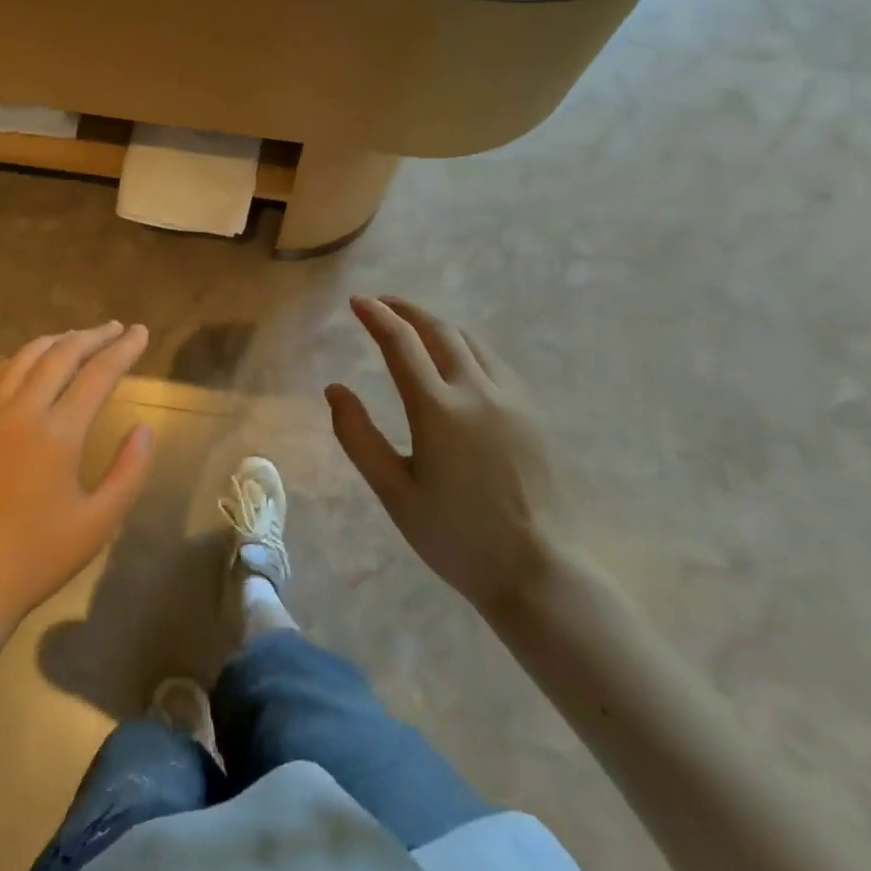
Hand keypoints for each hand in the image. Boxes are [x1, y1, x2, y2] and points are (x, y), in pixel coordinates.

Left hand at [0, 322, 153, 626]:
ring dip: (57, 341)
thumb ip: (129, 470)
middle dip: (92, 336)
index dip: (123, 349)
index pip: (98, 374)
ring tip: (79, 337)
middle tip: (116, 328)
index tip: (140, 332)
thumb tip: (144, 427)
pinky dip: (22, 359)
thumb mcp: (99, 521)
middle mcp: (22, 411)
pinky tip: (31, 364)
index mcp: (57, 432)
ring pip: (25, 358)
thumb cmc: (39, 556)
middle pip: (60, 355)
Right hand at [327, 296, 562, 613]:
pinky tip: (457, 360)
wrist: (536, 570)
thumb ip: (358, 437)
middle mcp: (477, 391)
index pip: (401, 344)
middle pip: (439, 330)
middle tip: (382, 304)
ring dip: (437, 325)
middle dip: (406, 310)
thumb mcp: (394, 492)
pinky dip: (466, 346)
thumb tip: (334, 390)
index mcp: (438, 409)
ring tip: (414, 327)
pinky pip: (494, 362)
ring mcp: (511, 399)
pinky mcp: (532, 413)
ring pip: (471, 341)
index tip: (357, 301)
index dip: (376, 316)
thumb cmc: (456, 536)